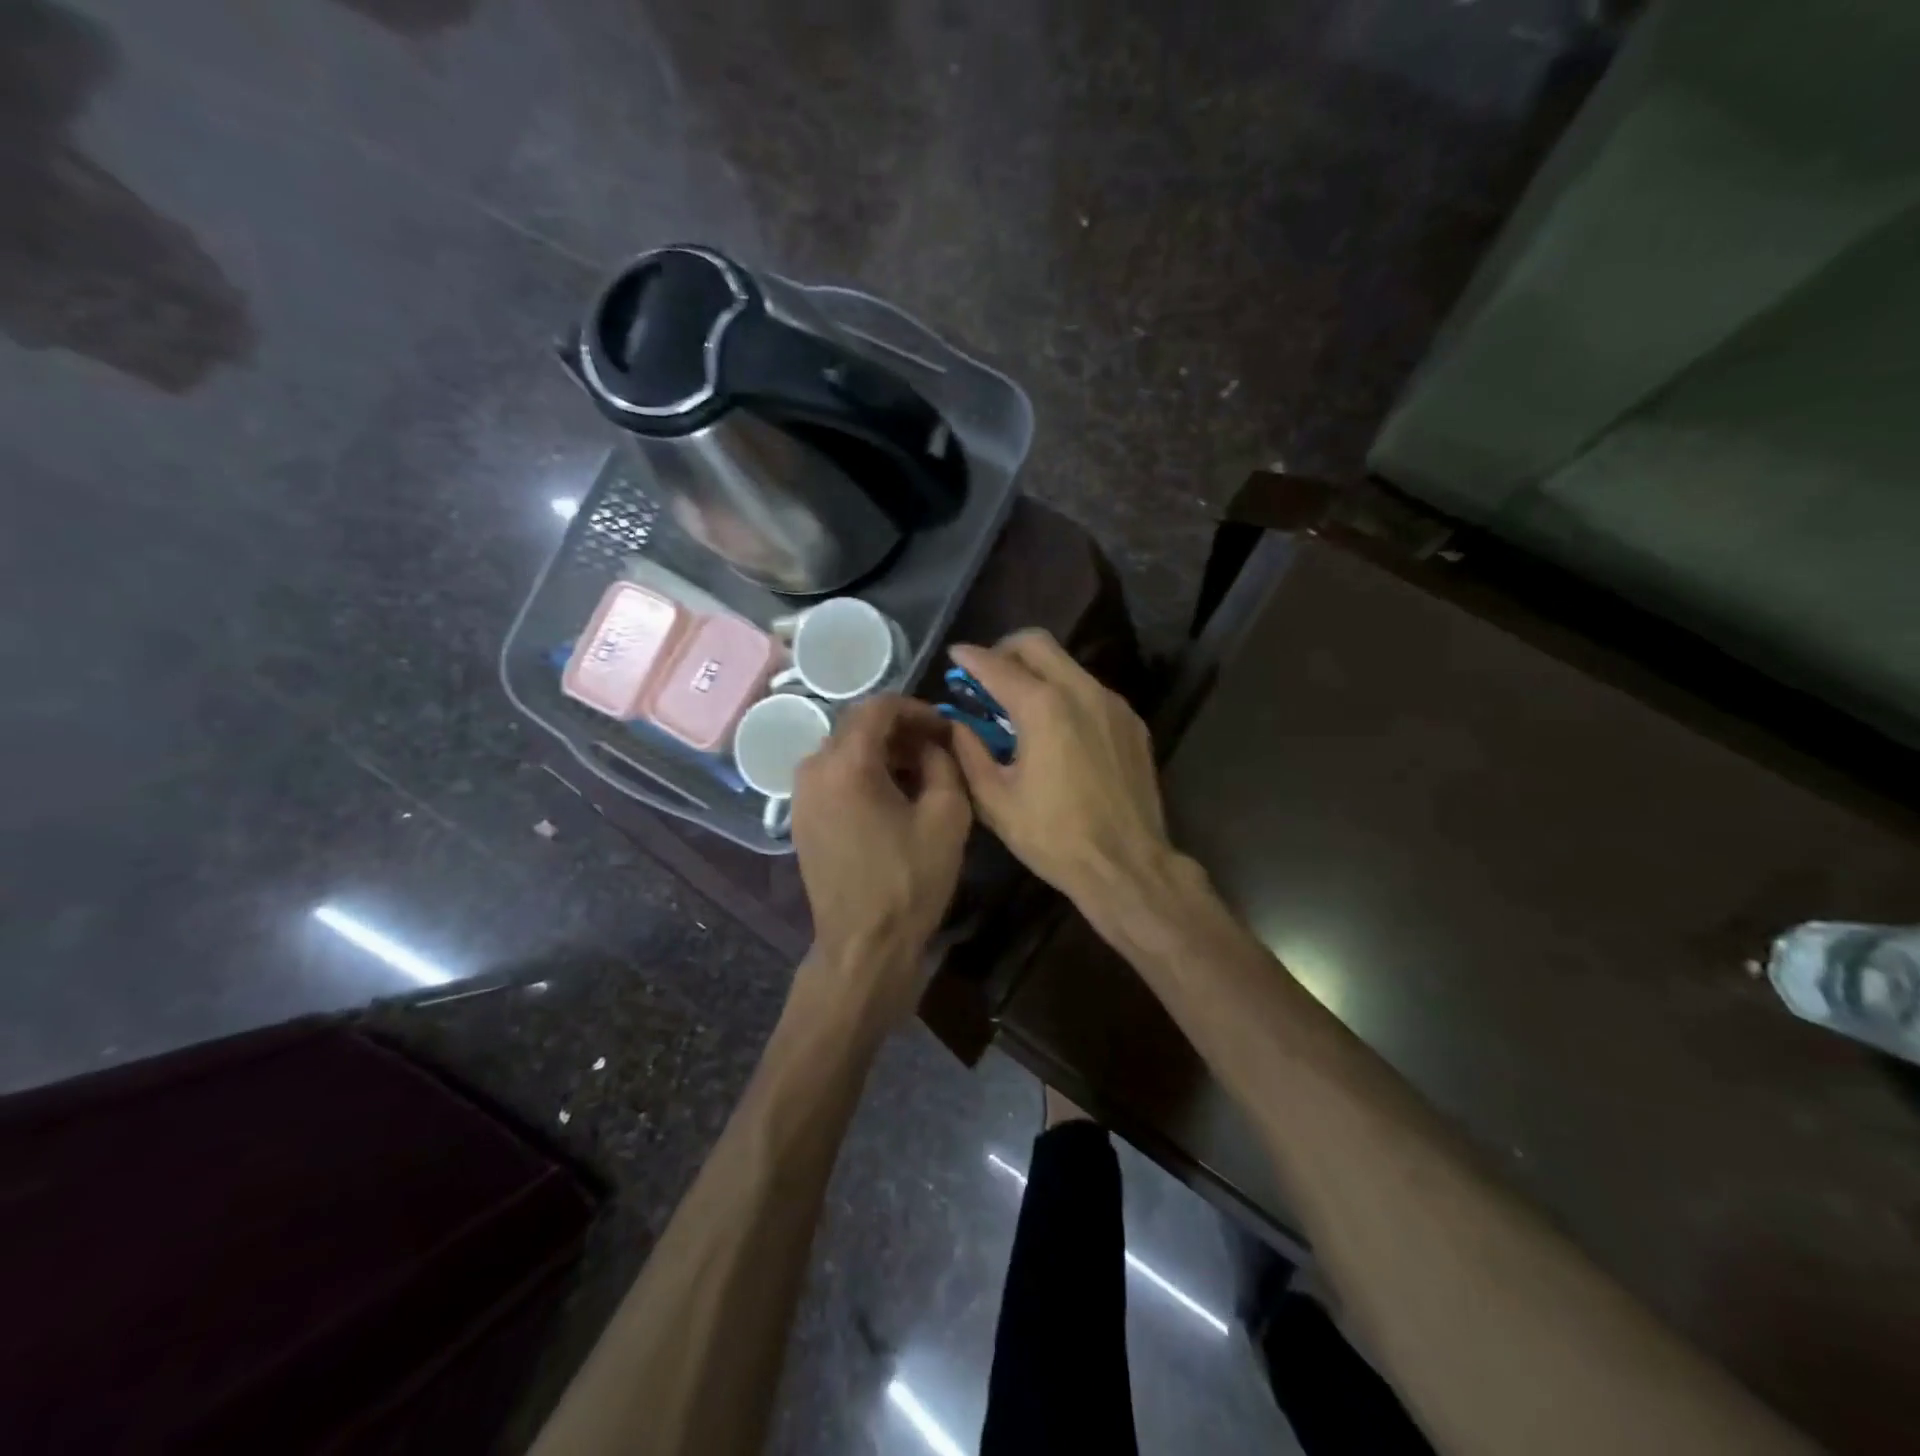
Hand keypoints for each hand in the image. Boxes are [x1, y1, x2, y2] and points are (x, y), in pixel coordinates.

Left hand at [790, 696, 972, 1024]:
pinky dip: (863, 774)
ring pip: (844, 751)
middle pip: (857, 726)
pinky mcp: (801, 819)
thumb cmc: (910, 880)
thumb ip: (944, 762)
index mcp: (846, 763)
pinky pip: (833, 777)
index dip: (917, 709)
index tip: (945, 728)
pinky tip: (891, 798)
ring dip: (882, 753)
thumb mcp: (947, 815)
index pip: (879, 707)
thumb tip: (933, 743)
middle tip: (937, 750)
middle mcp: (813, 769)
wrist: (864, 945)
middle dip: (900, 731)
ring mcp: (801, 796)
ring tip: (919, 775)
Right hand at [948, 631, 1172, 905]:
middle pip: (1038, 644)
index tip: (955, 655)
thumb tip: (956, 723)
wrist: (1126, 864)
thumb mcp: (995, 799)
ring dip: (1037, 672)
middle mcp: (1081, 691)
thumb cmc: (1053, 836)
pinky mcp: (1132, 723)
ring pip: (1068, 665)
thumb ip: (969, 751)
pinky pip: (1090, 690)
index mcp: (1043, 707)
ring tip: (1019, 705)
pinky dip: (1065, 694)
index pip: (997, 665)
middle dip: (1006, 650)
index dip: (970, 657)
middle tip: (987, 675)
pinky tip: (1056, 729)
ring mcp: (1112, 704)